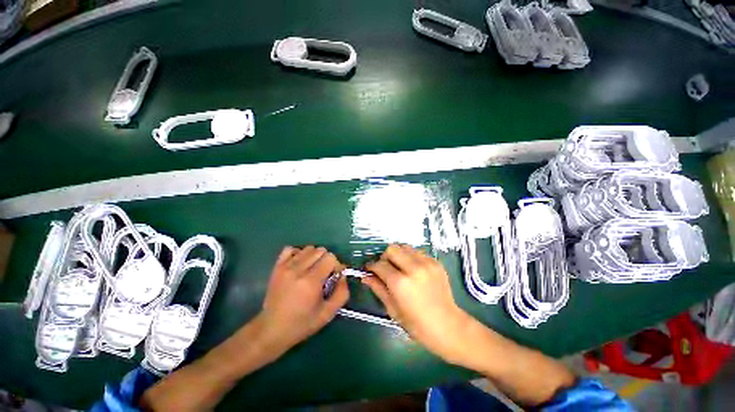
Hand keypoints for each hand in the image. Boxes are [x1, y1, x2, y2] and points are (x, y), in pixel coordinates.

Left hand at [259, 246, 348, 353]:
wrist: (271, 329)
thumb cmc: (302, 323)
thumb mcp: (328, 314)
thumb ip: (342, 293)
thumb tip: (343, 275)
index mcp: (311, 281)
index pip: (330, 258)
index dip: (336, 266)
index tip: (334, 277)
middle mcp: (298, 270)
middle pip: (321, 250)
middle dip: (327, 260)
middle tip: (324, 274)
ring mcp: (286, 266)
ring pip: (308, 248)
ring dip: (314, 257)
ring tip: (312, 270)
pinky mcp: (277, 266)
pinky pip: (291, 249)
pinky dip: (298, 253)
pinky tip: (300, 265)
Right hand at [362, 244, 471, 364]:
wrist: (448, 326)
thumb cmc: (417, 324)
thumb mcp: (393, 309)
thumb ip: (378, 288)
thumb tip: (365, 276)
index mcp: (400, 283)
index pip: (379, 265)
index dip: (371, 266)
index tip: (369, 269)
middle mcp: (413, 268)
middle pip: (392, 249)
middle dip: (384, 257)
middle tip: (385, 268)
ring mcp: (427, 263)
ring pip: (405, 247)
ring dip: (398, 255)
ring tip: (399, 267)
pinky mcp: (436, 262)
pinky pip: (418, 252)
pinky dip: (411, 257)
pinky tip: (413, 270)